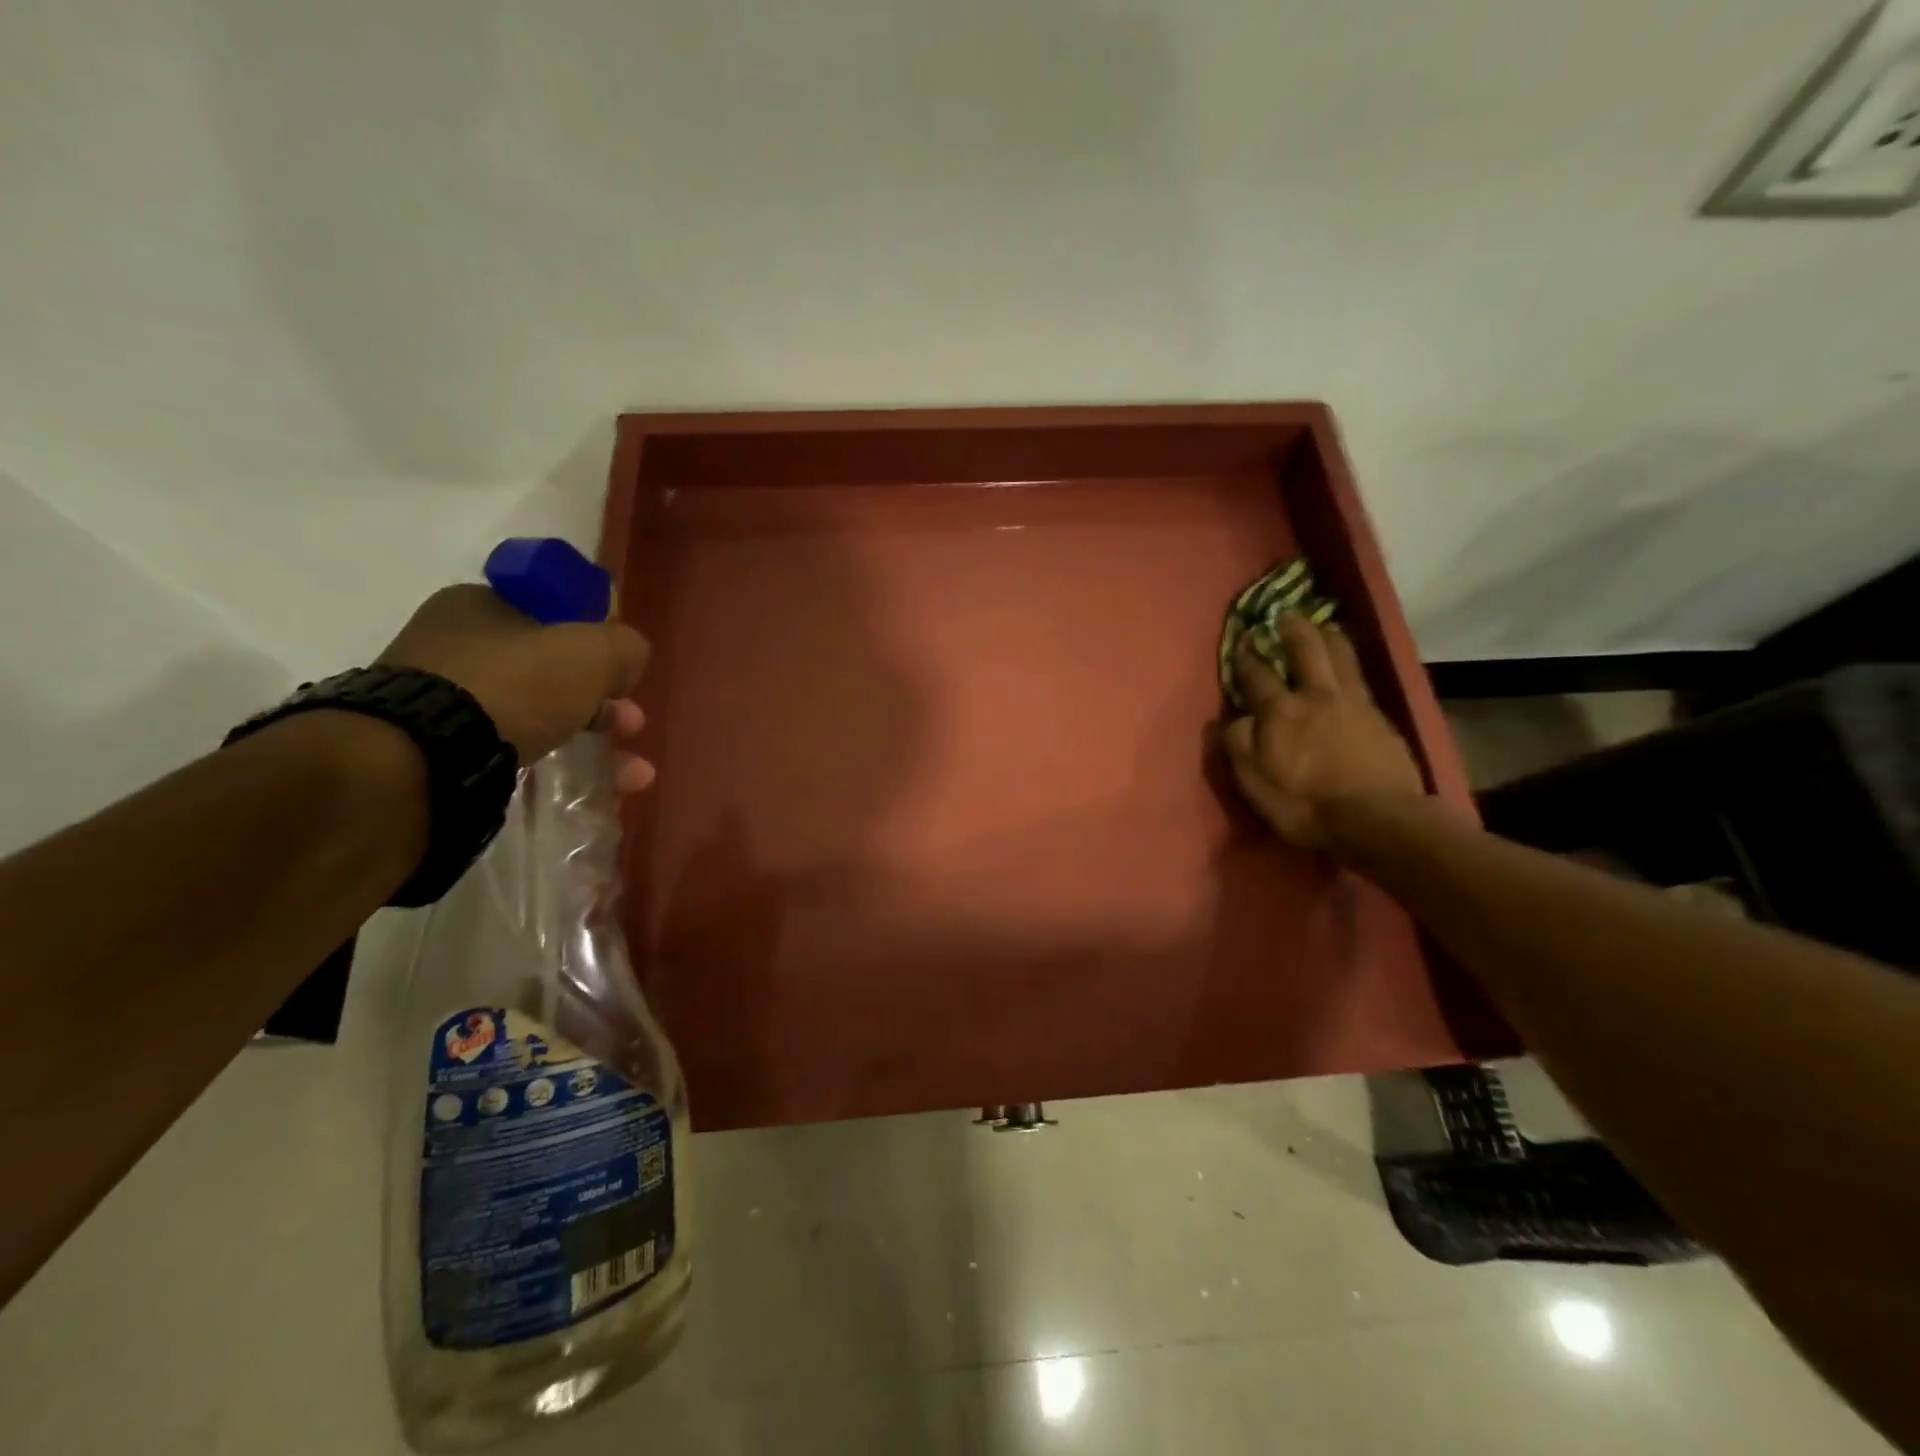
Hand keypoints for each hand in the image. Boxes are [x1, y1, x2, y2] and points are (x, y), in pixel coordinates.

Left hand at [379, 584, 655, 791]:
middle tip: (631, 724)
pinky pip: (513, 751)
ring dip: (592, 740)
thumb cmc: (514, 686)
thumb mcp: (591, 652)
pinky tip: (590, 791)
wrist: (421, 760)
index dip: (595, 641)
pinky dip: (556, 766)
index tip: (622, 672)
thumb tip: (629, 657)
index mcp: (478, 605)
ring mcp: (440, 701)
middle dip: (603, 701)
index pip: (551, 614)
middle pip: (550, 670)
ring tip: (632, 775)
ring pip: (537, 715)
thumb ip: (624, 647)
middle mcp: (453, 646)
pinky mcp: (436, 751)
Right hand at [1221, 614, 1425, 848]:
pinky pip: (1361, 678)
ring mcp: (1353, 703)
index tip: (1242, 640)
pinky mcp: (1379, 717)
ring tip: (1322, 624)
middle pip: (1305, 651)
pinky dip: (1351, 662)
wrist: (1377, 819)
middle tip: (1285, 614)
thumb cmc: (1305, 804)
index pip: (1257, 675)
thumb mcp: (1254, 781)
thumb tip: (1233, 718)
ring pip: (1340, 657)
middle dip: (1292, 629)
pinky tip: (1349, 664)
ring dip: (1328, 637)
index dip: (1247, 657)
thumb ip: (1238, 744)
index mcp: (1279, 711)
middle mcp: (1316, 695)